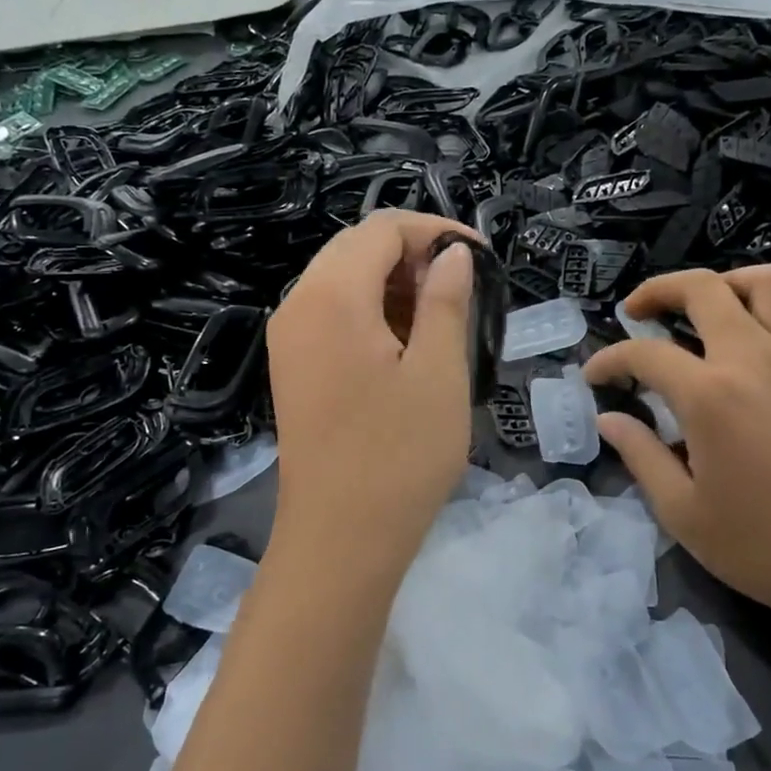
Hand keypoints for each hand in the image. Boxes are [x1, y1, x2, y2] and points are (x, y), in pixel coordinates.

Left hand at [266, 211, 476, 580]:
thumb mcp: (439, 371)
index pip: (382, 230)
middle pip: (357, 249)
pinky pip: (332, 315)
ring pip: (343, 281)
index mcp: (331, 297)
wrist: (340, 539)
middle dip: (414, 254)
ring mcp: (289, 339)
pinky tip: (408, 343)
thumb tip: (452, 255)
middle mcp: (298, 305)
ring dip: (394, 284)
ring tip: (443, 316)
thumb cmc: (400, 455)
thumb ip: (446, 300)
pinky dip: (372, 312)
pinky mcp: (293, 367)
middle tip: (465, 286)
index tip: (481, 256)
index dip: (435, 231)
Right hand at [583, 265, 770, 639]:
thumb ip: (640, 455)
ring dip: (722, 284)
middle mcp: (754, 360)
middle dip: (658, 290)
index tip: (592, 377)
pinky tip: (740, 343)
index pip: (646, 354)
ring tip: (695, 312)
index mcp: (710, 395)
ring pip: (765, 283)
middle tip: (634, 314)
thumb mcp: (682, 512)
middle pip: (703, 289)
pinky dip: (760, 308)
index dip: (609, 360)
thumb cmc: (762, 547)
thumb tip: (609, 420)